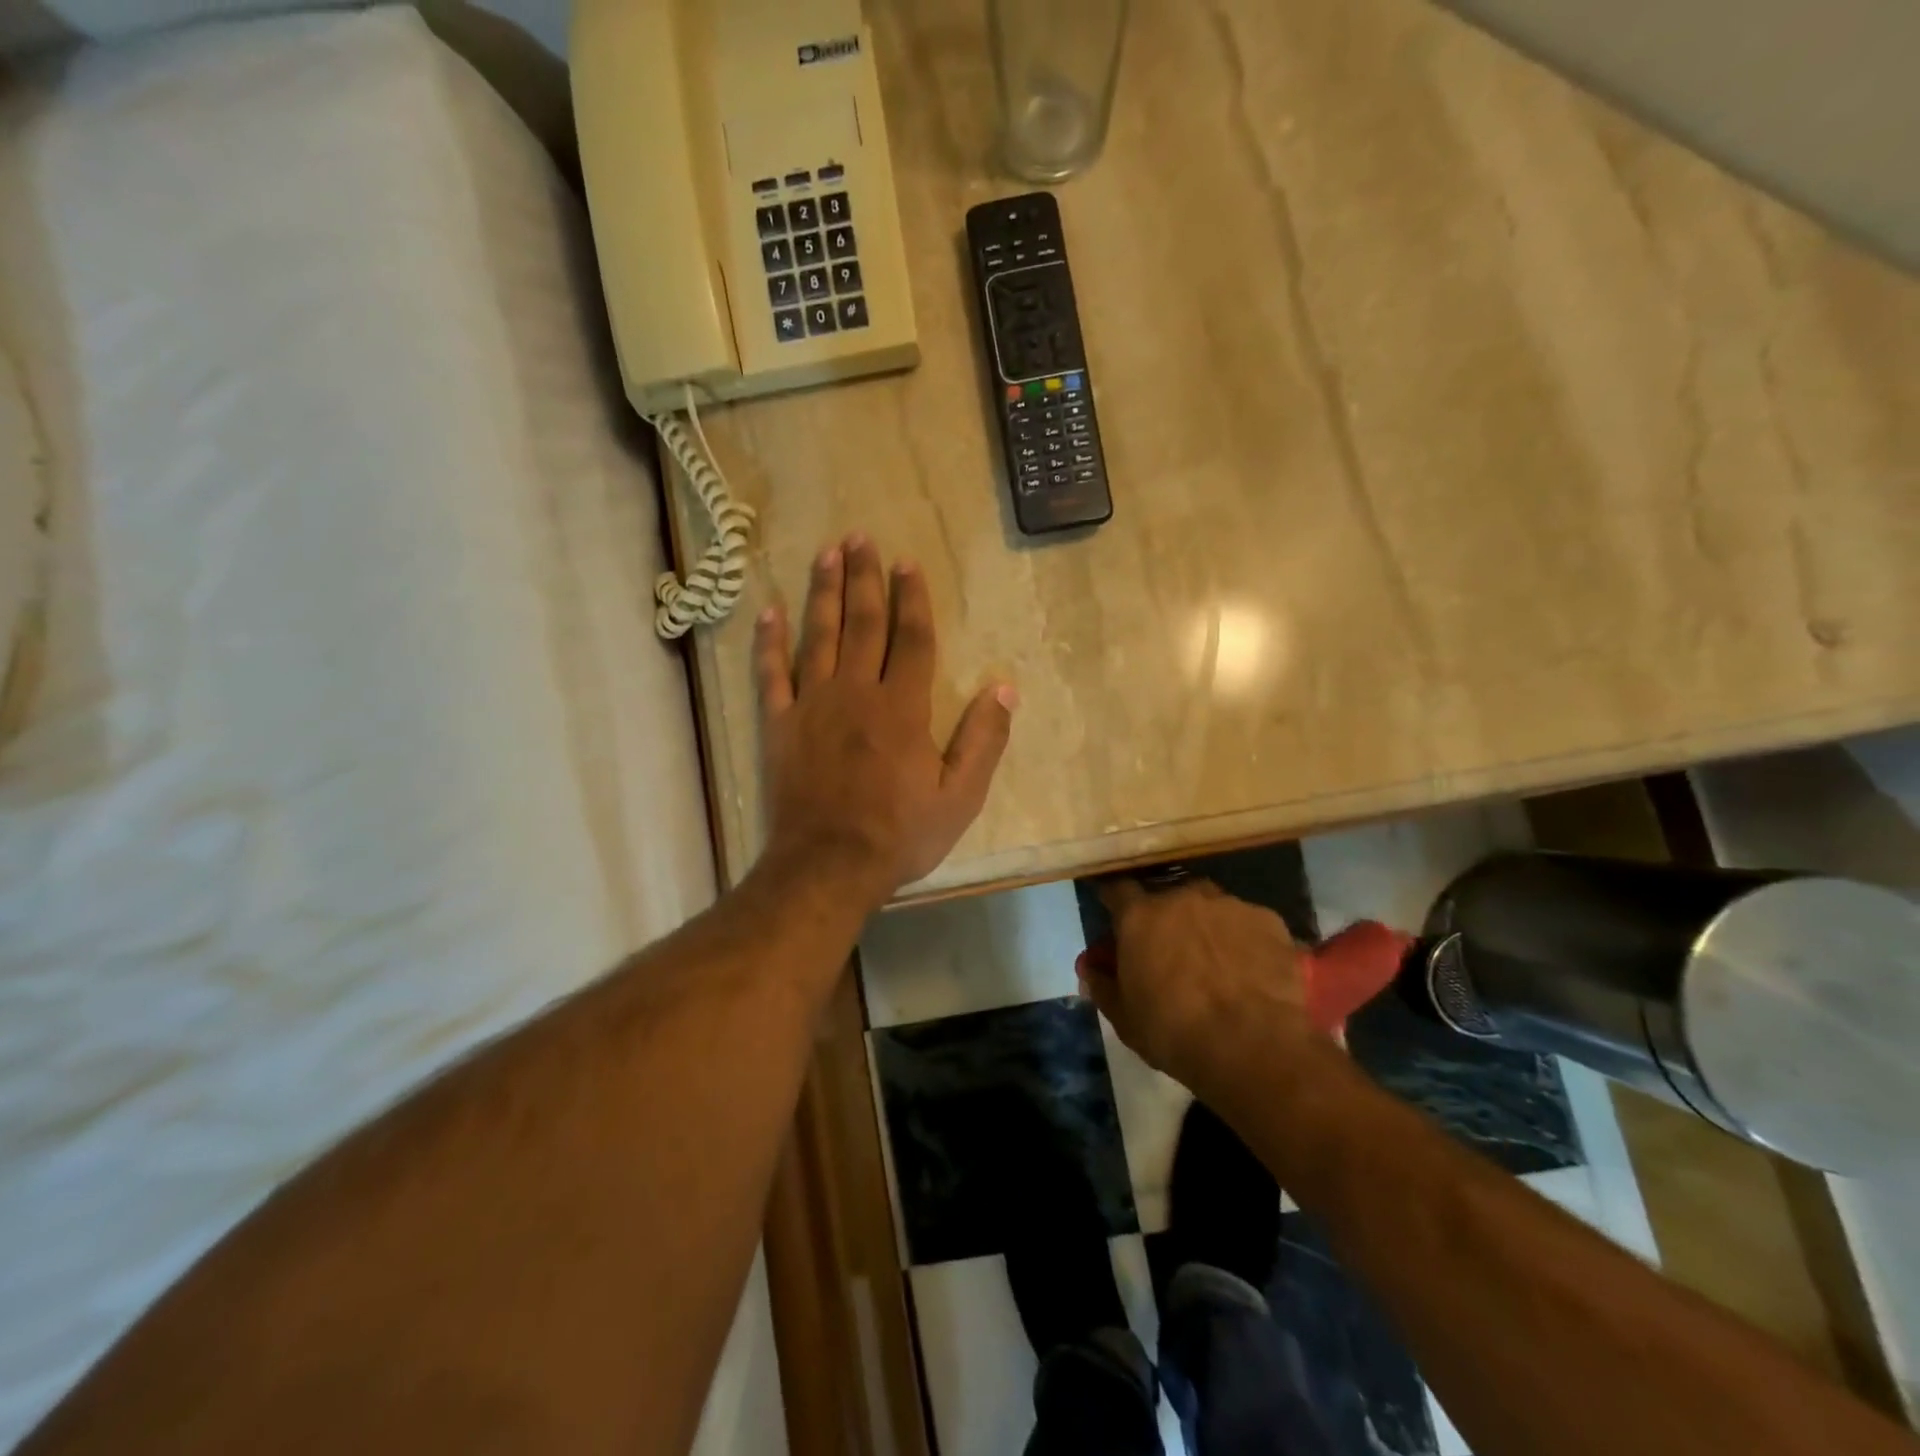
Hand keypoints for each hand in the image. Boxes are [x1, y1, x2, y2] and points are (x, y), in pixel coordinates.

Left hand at [755, 534, 1016, 904]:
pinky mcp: (779, 725)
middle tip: (861, 538)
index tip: (907, 563)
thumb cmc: (900, 834)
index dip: (911, 599)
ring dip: (824, 593)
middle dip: (865, 579)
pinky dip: (769, 642)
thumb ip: (983, 740)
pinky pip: (771, 674)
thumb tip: (1004, 688)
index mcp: (903, 708)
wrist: (828, 866)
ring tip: (826, 554)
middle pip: (863, 624)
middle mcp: (856, 693)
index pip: (911, 639)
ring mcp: (812, 705)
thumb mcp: (960, 797)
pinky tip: (768, 611)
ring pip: (819, 636)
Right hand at [1079, 879, 1320, 1090]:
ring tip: (1218, 964)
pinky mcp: (1270, 921)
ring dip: (1207, 927)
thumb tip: (1090, 967)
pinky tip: (1253, 973)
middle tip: (1172, 952)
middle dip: (1166, 919)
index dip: (1115, 902)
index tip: (1117, 917)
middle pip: (1168, 898)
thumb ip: (1103, 985)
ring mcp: (1229, 905)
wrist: (1255, 1047)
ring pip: (1211, 908)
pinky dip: (1246, 942)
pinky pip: (1249, 925)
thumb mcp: (1125, 1018)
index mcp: (1140, 916)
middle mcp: (1183, 897)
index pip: (1117, 889)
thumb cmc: (1176, 1033)